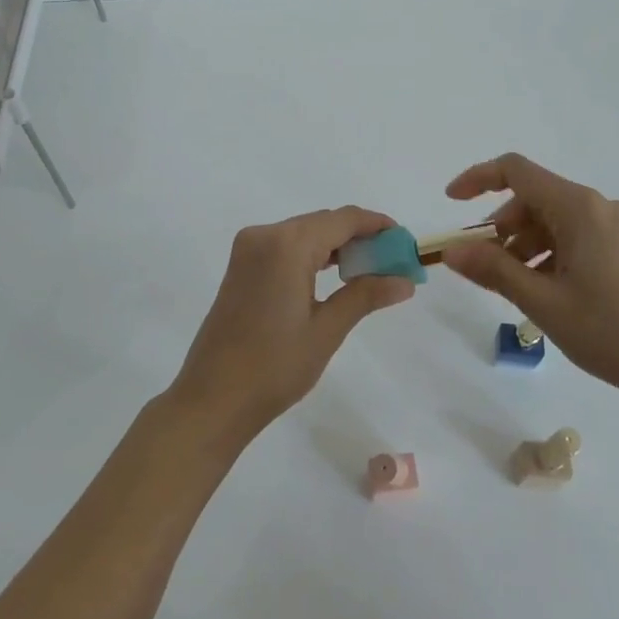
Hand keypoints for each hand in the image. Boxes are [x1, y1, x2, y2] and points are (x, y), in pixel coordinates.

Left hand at [169, 206, 415, 446]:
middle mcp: (265, 235)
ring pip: (304, 232)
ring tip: (370, 271)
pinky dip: (312, 254)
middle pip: (323, 222)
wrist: (212, 399)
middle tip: (393, 261)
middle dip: (359, 237)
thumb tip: (406, 280)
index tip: (405, 241)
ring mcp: (248, 249)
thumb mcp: (327, 330)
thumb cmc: (274, 366)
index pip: (342, 219)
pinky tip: (333, 276)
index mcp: (287, 244)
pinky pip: (286, 246)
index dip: (377, 225)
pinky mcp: (242, 265)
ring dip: (336, 245)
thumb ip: (366, 295)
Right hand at [441, 154, 618, 410]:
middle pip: (535, 199)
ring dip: (526, 245)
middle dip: (502, 227)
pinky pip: (577, 236)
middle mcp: (600, 206)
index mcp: (579, 207)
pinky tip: (547, 290)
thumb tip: (451, 250)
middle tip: (484, 267)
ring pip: (555, 220)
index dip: (477, 179)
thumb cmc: (612, 332)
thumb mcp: (543, 302)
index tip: (451, 202)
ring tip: (516, 288)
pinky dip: (551, 253)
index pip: (516, 171)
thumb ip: (493, 270)